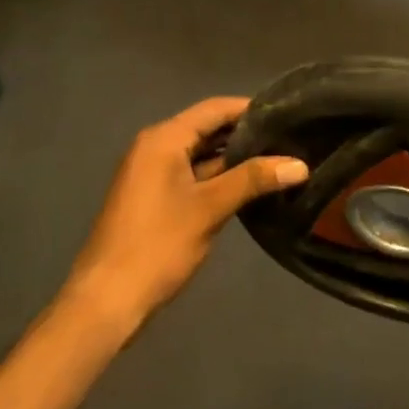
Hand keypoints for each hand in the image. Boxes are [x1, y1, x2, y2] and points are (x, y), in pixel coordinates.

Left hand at [61, 97, 306, 333]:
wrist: (107, 299)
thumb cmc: (158, 244)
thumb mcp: (210, 208)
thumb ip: (254, 179)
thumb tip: (301, 164)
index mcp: (164, 139)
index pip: (215, 109)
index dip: (251, 109)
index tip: (289, 113)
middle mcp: (155, 147)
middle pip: (208, 129)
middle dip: (247, 134)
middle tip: (291, 138)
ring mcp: (153, 174)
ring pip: (202, 154)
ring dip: (236, 158)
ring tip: (280, 160)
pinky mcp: (156, 198)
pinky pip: (194, 175)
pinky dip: (220, 177)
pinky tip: (251, 187)